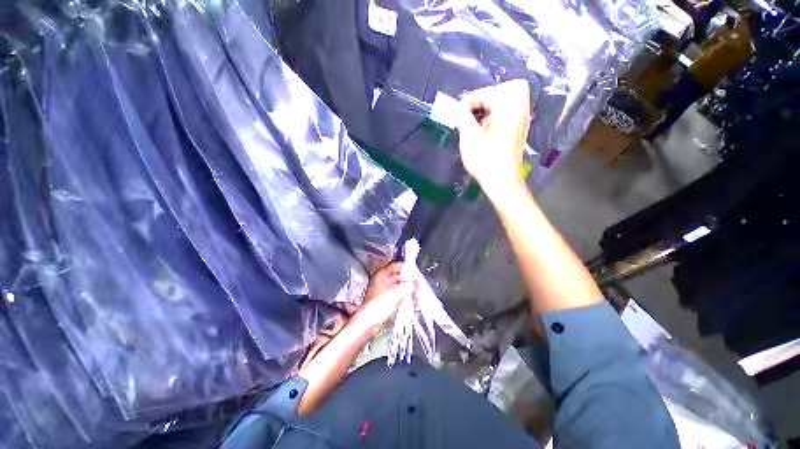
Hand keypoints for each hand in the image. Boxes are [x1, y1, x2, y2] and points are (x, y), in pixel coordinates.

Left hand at [350, 262, 414, 336]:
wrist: (369, 323)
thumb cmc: (379, 305)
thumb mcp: (398, 293)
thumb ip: (410, 286)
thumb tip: (417, 283)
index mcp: (382, 275)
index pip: (395, 266)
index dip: (405, 267)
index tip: (414, 271)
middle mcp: (381, 282)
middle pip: (398, 278)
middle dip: (408, 282)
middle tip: (417, 285)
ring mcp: (382, 292)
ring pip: (398, 288)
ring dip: (407, 292)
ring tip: (415, 297)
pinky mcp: (384, 302)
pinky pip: (396, 297)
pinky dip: (404, 299)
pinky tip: (411, 305)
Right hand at [452, 79, 531, 200]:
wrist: (502, 183)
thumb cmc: (485, 164)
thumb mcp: (469, 141)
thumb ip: (462, 119)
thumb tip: (455, 107)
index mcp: (506, 112)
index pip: (489, 93)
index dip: (471, 99)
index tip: (458, 111)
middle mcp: (519, 112)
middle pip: (511, 87)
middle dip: (490, 93)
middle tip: (475, 108)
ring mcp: (522, 121)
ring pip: (516, 97)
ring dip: (497, 101)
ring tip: (481, 117)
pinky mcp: (521, 130)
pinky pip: (516, 109)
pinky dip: (502, 111)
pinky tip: (489, 126)